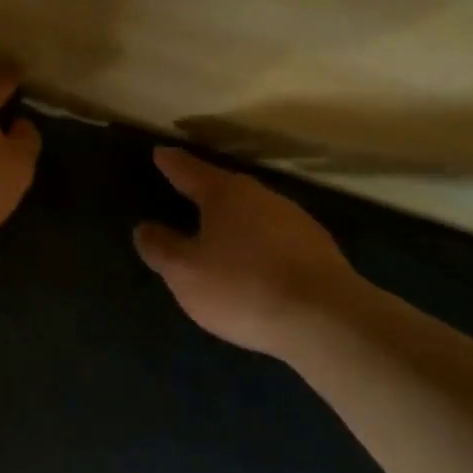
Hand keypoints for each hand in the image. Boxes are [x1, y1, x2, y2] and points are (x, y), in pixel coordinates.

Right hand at [134, 147, 367, 358]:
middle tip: (186, 192)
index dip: (171, 163)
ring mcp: (295, 220)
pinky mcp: (318, 248)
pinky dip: (258, 242)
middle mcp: (261, 196)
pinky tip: (254, 262)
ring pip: (254, 211)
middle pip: (226, 187)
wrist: (327, 319)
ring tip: (218, 232)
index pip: (189, 170)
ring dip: (235, 219)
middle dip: (205, 190)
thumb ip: (161, 248)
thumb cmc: (243, 287)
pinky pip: (275, 236)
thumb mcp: (185, 273)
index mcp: (225, 194)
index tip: (160, 152)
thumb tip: (144, 228)